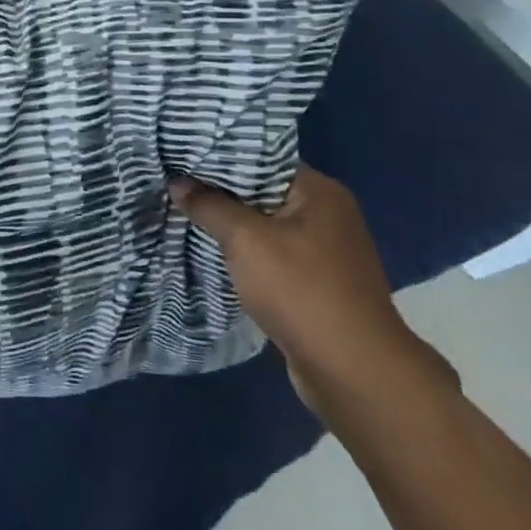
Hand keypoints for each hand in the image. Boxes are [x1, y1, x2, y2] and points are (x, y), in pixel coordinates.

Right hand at [169, 166, 454, 416]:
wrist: (354, 373)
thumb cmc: (301, 290)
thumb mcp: (244, 239)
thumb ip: (209, 205)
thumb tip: (178, 183)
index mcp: (319, 191)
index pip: (261, 158)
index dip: (219, 156)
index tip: (181, 156)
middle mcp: (328, 215)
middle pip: (262, 191)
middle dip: (220, 192)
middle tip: (175, 183)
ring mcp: (326, 252)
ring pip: (265, 226)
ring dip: (231, 226)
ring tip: (186, 214)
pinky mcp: (318, 285)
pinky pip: (273, 255)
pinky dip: (246, 254)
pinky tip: (214, 252)